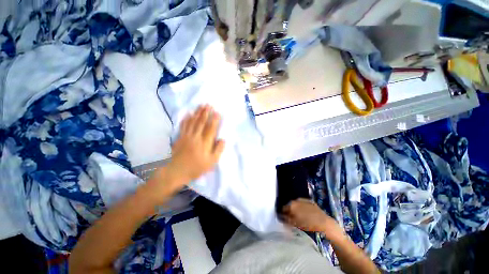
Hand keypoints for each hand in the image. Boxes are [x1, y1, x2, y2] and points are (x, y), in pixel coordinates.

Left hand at [165, 105, 224, 187]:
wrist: (177, 171)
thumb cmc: (196, 167)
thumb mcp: (211, 162)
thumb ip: (218, 150)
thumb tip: (223, 139)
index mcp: (204, 143)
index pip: (211, 129)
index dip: (214, 120)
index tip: (217, 112)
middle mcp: (196, 137)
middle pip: (201, 122)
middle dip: (205, 113)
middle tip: (209, 104)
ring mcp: (187, 136)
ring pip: (193, 122)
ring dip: (197, 113)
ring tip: (201, 106)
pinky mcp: (180, 137)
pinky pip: (183, 126)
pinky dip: (186, 119)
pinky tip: (188, 113)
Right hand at [281, 198, 344, 240]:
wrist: (324, 223)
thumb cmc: (308, 224)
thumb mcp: (295, 224)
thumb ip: (287, 219)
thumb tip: (282, 217)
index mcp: (291, 205)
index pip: (283, 208)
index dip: (283, 214)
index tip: (285, 218)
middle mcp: (296, 200)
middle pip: (290, 205)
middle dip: (290, 211)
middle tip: (292, 218)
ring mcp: (304, 200)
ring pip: (297, 204)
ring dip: (296, 209)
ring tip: (299, 216)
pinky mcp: (310, 201)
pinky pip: (304, 204)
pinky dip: (303, 208)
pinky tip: (306, 214)